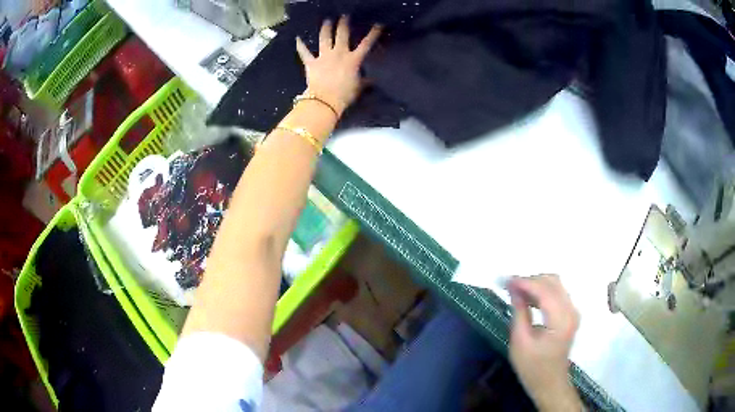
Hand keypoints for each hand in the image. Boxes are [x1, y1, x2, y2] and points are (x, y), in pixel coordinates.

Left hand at [296, 17, 381, 115]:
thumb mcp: (359, 87)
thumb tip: (372, 79)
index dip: (373, 33)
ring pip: (324, 38)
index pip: (366, 44)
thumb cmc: (345, 95)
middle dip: (343, 23)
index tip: (378, 25)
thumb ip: (365, 81)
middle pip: (342, 34)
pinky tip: (297, 38)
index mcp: (353, 59)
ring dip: (325, 28)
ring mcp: (324, 56)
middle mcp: (339, 53)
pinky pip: (304, 52)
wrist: (325, 101)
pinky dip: (300, 45)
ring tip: (327, 21)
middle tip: (344, 16)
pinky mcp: (311, 63)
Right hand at [508, 274, 581, 411]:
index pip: (544, 291)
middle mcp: (571, 311)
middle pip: (553, 282)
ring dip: (536, 284)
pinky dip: (542, 291)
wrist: (550, 383)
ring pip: (555, 285)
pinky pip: (557, 293)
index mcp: (560, 320)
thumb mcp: (520, 342)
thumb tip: (514, 289)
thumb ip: (519, 313)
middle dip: (530, 280)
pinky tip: (528, 299)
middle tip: (510, 286)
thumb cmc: (533, 367)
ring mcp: (572, 311)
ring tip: (516, 291)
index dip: (525, 282)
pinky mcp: (570, 314)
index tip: (506, 281)